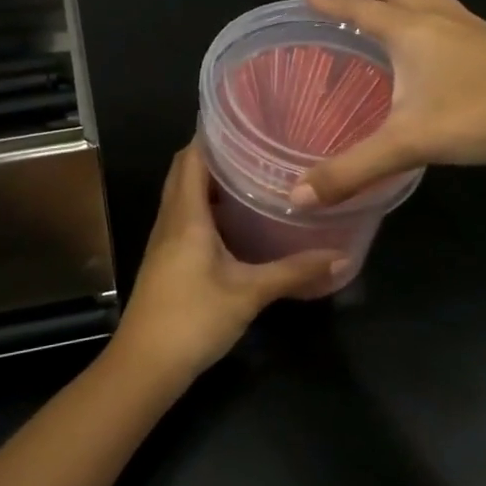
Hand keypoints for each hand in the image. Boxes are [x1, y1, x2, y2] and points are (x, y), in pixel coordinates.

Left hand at [112, 143, 344, 380]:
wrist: (145, 364)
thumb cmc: (193, 319)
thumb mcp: (249, 293)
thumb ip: (294, 272)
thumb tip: (340, 257)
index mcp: (186, 214)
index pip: (192, 157)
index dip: (212, 134)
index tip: (245, 120)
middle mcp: (171, 218)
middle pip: (185, 170)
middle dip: (214, 153)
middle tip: (255, 145)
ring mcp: (164, 239)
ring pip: (182, 194)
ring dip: (209, 180)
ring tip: (250, 174)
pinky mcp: (165, 258)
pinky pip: (184, 216)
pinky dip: (205, 206)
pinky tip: (234, 220)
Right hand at [293, 0, 485, 205]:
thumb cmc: (481, 114)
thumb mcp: (408, 144)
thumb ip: (351, 170)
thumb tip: (296, 198)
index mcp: (409, 29)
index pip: (359, 7)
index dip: (330, 3)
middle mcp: (436, 16)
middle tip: (342, 4)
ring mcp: (470, 25)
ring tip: (381, 15)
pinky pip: (447, 10)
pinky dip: (424, 12)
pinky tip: (429, 46)